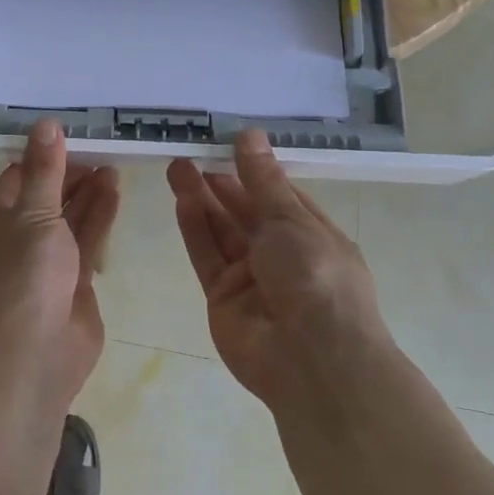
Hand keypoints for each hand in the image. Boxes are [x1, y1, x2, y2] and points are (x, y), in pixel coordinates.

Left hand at [0, 120, 120, 409]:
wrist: (34, 353)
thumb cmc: (24, 275)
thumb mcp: (34, 213)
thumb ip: (45, 170)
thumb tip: (46, 124)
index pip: (17, 177)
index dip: (43, 156)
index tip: (71, 136)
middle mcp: (17, 237)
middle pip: (45, 196)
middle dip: (70, 173)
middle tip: (101, 148)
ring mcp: (46, 261)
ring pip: (68, 218)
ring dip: (89, 192)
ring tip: (113, 164)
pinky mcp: (73, 281)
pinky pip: (86, 240)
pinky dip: (99, 216)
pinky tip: (115, 191)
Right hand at [166, 131, 387, 409]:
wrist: (312, 360)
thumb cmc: (316, 277)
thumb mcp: (291, 220)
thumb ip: (262, 180)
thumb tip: (248, 134)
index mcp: (312, 234)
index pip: (279, 194)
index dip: (253, 169)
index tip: (225, 142)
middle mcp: (282, 254)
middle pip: (245, 211)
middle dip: (220, 182)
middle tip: (190, 152)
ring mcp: (251, 277)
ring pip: (221, 230)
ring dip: (201, 199)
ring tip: (176, 167)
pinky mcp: (223, 297)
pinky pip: (207, 256)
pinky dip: (195, 229)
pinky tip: (182, 201)